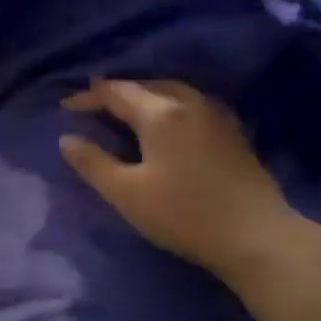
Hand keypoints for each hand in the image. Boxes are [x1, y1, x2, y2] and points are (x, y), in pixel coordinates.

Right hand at [60, 79, 295, 280]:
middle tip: (94, 105)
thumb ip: (93, 163)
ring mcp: (216, 114)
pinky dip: (169, 104)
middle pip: (146, 85)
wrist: (254, 235)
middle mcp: (189, 102)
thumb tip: (66, 139)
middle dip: (117, 92)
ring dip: (145, 94)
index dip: (88, 97)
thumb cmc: (183, 214)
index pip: (116, 93)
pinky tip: (167, 122)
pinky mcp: (232, 131)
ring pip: (173, 90)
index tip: (66, 107)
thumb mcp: (126, 193)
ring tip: (127, 110)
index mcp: (160, 112)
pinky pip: (192, 103)